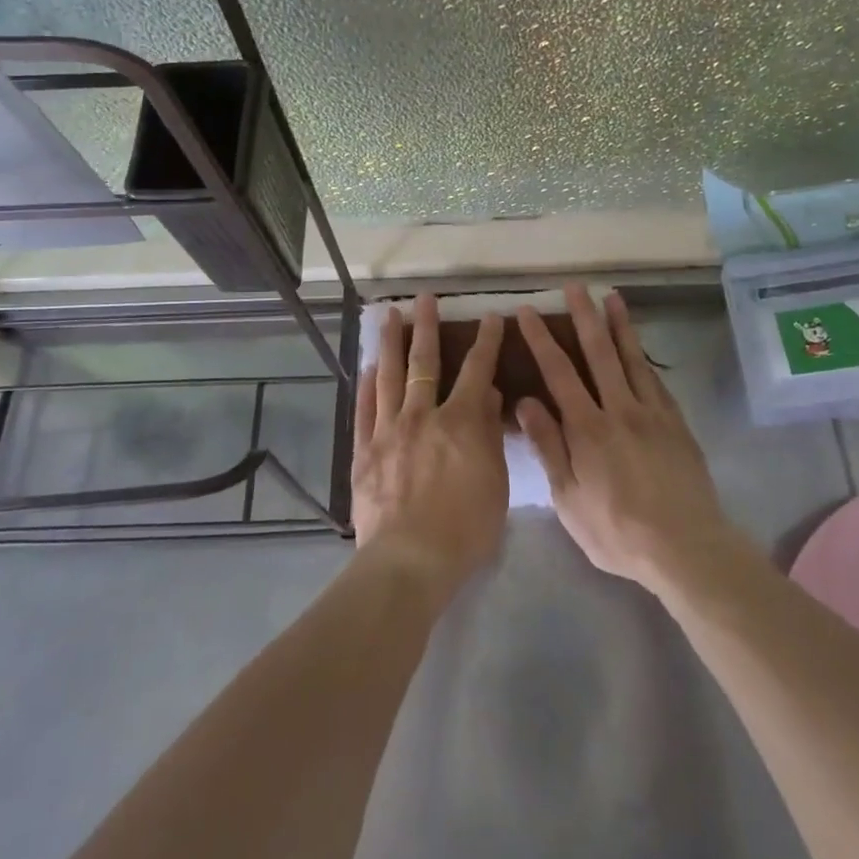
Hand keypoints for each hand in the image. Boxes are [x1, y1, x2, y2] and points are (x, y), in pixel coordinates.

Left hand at [352, 294, 508, 593]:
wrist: (409, 560)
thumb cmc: (465, 528)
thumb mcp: (495, 482)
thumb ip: (489, 434)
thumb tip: (487, 394)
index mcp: (460, 422)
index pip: (476, 370)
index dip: (485, 341)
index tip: (490, 317)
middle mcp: (422, 416)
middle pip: (424, 362)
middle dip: (427, 327)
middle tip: (424, 298)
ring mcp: (388, 431)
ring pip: (389, 376)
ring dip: (391, 343)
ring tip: (389, 316)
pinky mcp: (364, 452)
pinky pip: (364, 410)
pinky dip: (367, 386)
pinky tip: (369, 368)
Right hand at [513, 284, 741, 597]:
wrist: (685, 547)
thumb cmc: (617, 531)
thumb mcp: (569, 499)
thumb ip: (549, 447)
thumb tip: (526, 401)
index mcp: (587, 429)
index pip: (559, 372)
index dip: (541, 339)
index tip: (528, 312)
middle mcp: (619, 410)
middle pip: (599, 353)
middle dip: (584, 316)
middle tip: (575, 286)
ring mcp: (652, 413)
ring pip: (632, 359)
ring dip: (620, 325)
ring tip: (612, 297)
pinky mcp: (676, 424)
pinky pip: (657, 381)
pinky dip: (645, 358)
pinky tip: (640, 347)